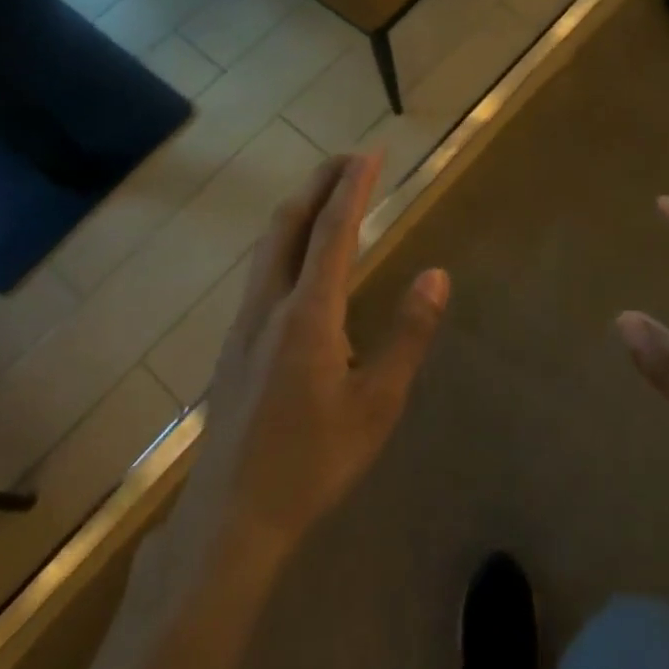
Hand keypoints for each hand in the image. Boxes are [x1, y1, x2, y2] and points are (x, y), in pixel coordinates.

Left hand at [171, 153, 449, 570]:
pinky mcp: (234, 340)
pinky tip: (297, 254)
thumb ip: (408, 336)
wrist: (232, 515)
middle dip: (319, 183)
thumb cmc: (313, 463)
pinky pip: (261, 267)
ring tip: (327, 192)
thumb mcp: (377, 406)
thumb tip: (436, 276)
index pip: (332, 232)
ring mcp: (243, 321)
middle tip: (350, 159)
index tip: (369, 153)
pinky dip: (285, 237)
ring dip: (299, 207)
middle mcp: (269, 304)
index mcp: (308, 315)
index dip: (352, 188)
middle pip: (289, 223)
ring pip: (268, 243)